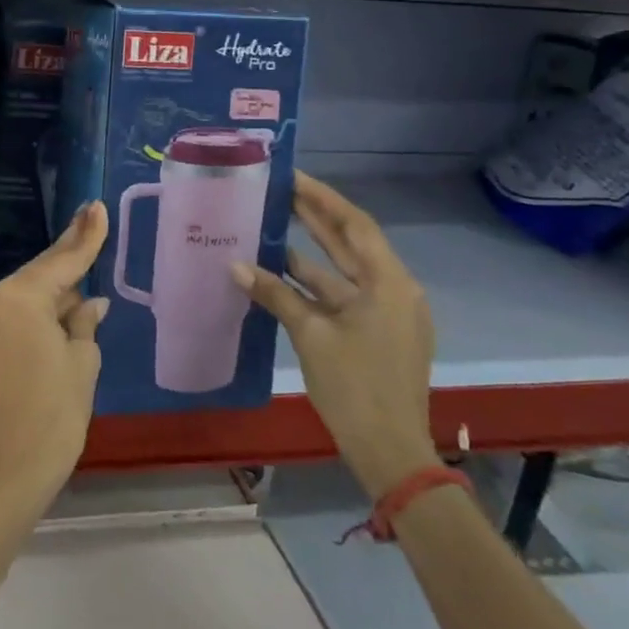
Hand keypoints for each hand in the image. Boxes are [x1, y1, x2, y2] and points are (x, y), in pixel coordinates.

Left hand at [0, 201, 110, 516]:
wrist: (11, 467)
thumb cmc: (56, 413)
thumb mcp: (82, 360)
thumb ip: (83, 319)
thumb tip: (89, 302)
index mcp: (19, 297)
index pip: (62, 261)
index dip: (84, 236)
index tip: (96, 207)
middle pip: (40, 272)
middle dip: (68, 257)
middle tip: (91, 220)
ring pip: (27, 292)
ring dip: (54, 290)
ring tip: (85, 283)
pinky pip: (14, 311)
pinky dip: (38, 309)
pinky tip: (62, 307)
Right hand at [233, 172, 437, 498]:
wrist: (390, 451)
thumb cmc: (355, 387)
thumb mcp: (311, 336)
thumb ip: (275, 294)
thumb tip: (235, 265)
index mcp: (388, 283)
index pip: (354, 225)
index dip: (323, 198)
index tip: (292, 177)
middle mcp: (393, 290)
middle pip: (351, 244)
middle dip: (315, 218)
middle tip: (279, 191)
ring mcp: (386, 314)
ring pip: (344, 273)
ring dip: (310, 253)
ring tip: (272, 226)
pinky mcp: (376, 335)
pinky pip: (343, 297)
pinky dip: (314, 286)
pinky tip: (280, 275)